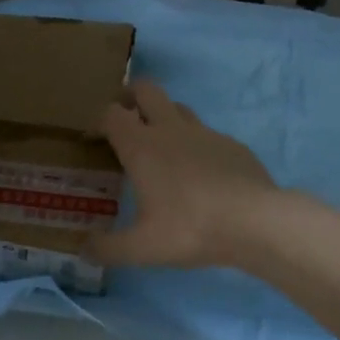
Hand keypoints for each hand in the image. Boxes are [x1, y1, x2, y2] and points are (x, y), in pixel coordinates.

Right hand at [87, 80, 277, 269]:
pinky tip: (201, 174)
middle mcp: (171, 130)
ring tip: (161, 147)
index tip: (94, 140)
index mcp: (142, 146)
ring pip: (179, 108)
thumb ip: (107, 248)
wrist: (256, 222)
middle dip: (131, 96)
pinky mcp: (234, 145)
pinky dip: (197, 145)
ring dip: (164, 117)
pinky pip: (208, 135)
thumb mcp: (141, 248)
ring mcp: (206, 133)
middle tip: (125, 119)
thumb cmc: (190, 229)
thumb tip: (84, 249)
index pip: (111, 114)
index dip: (99, 122)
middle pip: (146, 89)